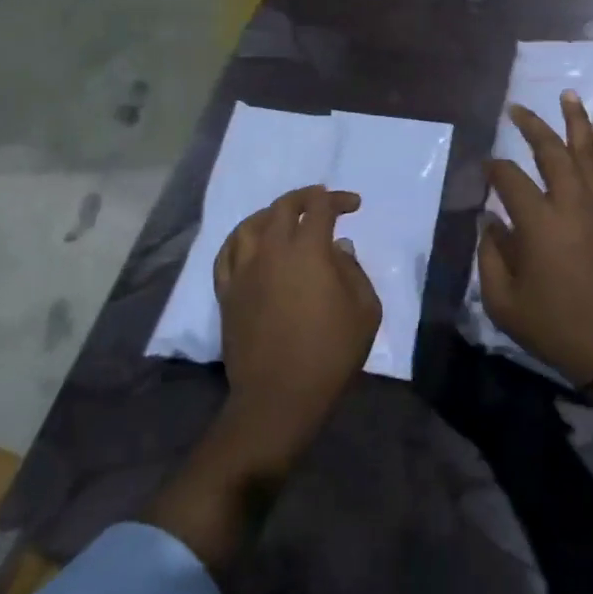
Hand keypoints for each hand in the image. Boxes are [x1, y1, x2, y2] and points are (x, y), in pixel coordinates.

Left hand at [213, 185, 381, 468]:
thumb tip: (339, 248)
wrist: (280, 396)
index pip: (320, 207)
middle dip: (306, 197)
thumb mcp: (365, 311)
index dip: (338, 199)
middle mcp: (272, 250)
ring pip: (251, 225)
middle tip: (321, 201)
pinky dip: (241, 238)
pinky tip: (250, 242)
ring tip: (284, 217)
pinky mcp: (227, 292)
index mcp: (309, 251)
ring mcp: (244, 270)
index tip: (353, 205)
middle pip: (283, 207)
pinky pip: (227, 253)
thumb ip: (354, 271)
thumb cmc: (331, 354)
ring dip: (272, 213)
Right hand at [480, 92, 592, 384]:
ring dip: (576, 121)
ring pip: (589, 152)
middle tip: (517, 108)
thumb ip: (490, 256)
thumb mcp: (504, 303)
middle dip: (532, 126)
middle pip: (552, 152)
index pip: (509, 179)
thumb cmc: (557, 329)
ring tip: (568, 95)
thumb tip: (489, 222)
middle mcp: (572, 203)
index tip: (484, 169)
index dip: (493, 169)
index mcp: (539, 223)